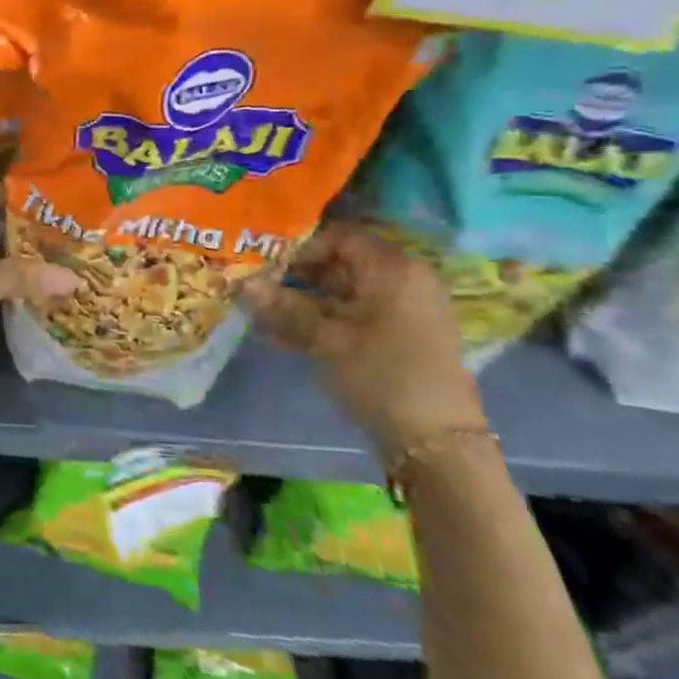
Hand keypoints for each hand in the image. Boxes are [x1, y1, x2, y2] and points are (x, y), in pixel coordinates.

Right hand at [240, 223, 484, 465]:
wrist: (435, 441)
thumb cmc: (382, 375)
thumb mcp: (327, 340)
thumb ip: (286, 308)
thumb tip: (243, 283)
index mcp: (393, 269)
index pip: (339, 237)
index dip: (298, 247)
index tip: (262, 263)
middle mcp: (400, 281)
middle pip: (337, 265)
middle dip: (292, 277)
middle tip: (252, 287)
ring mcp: (398, 311)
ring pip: (338, 294)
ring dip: (298, 303)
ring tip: (255, 315)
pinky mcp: (393, 337)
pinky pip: (348, 318)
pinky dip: (316, 324)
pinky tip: (276, 337)